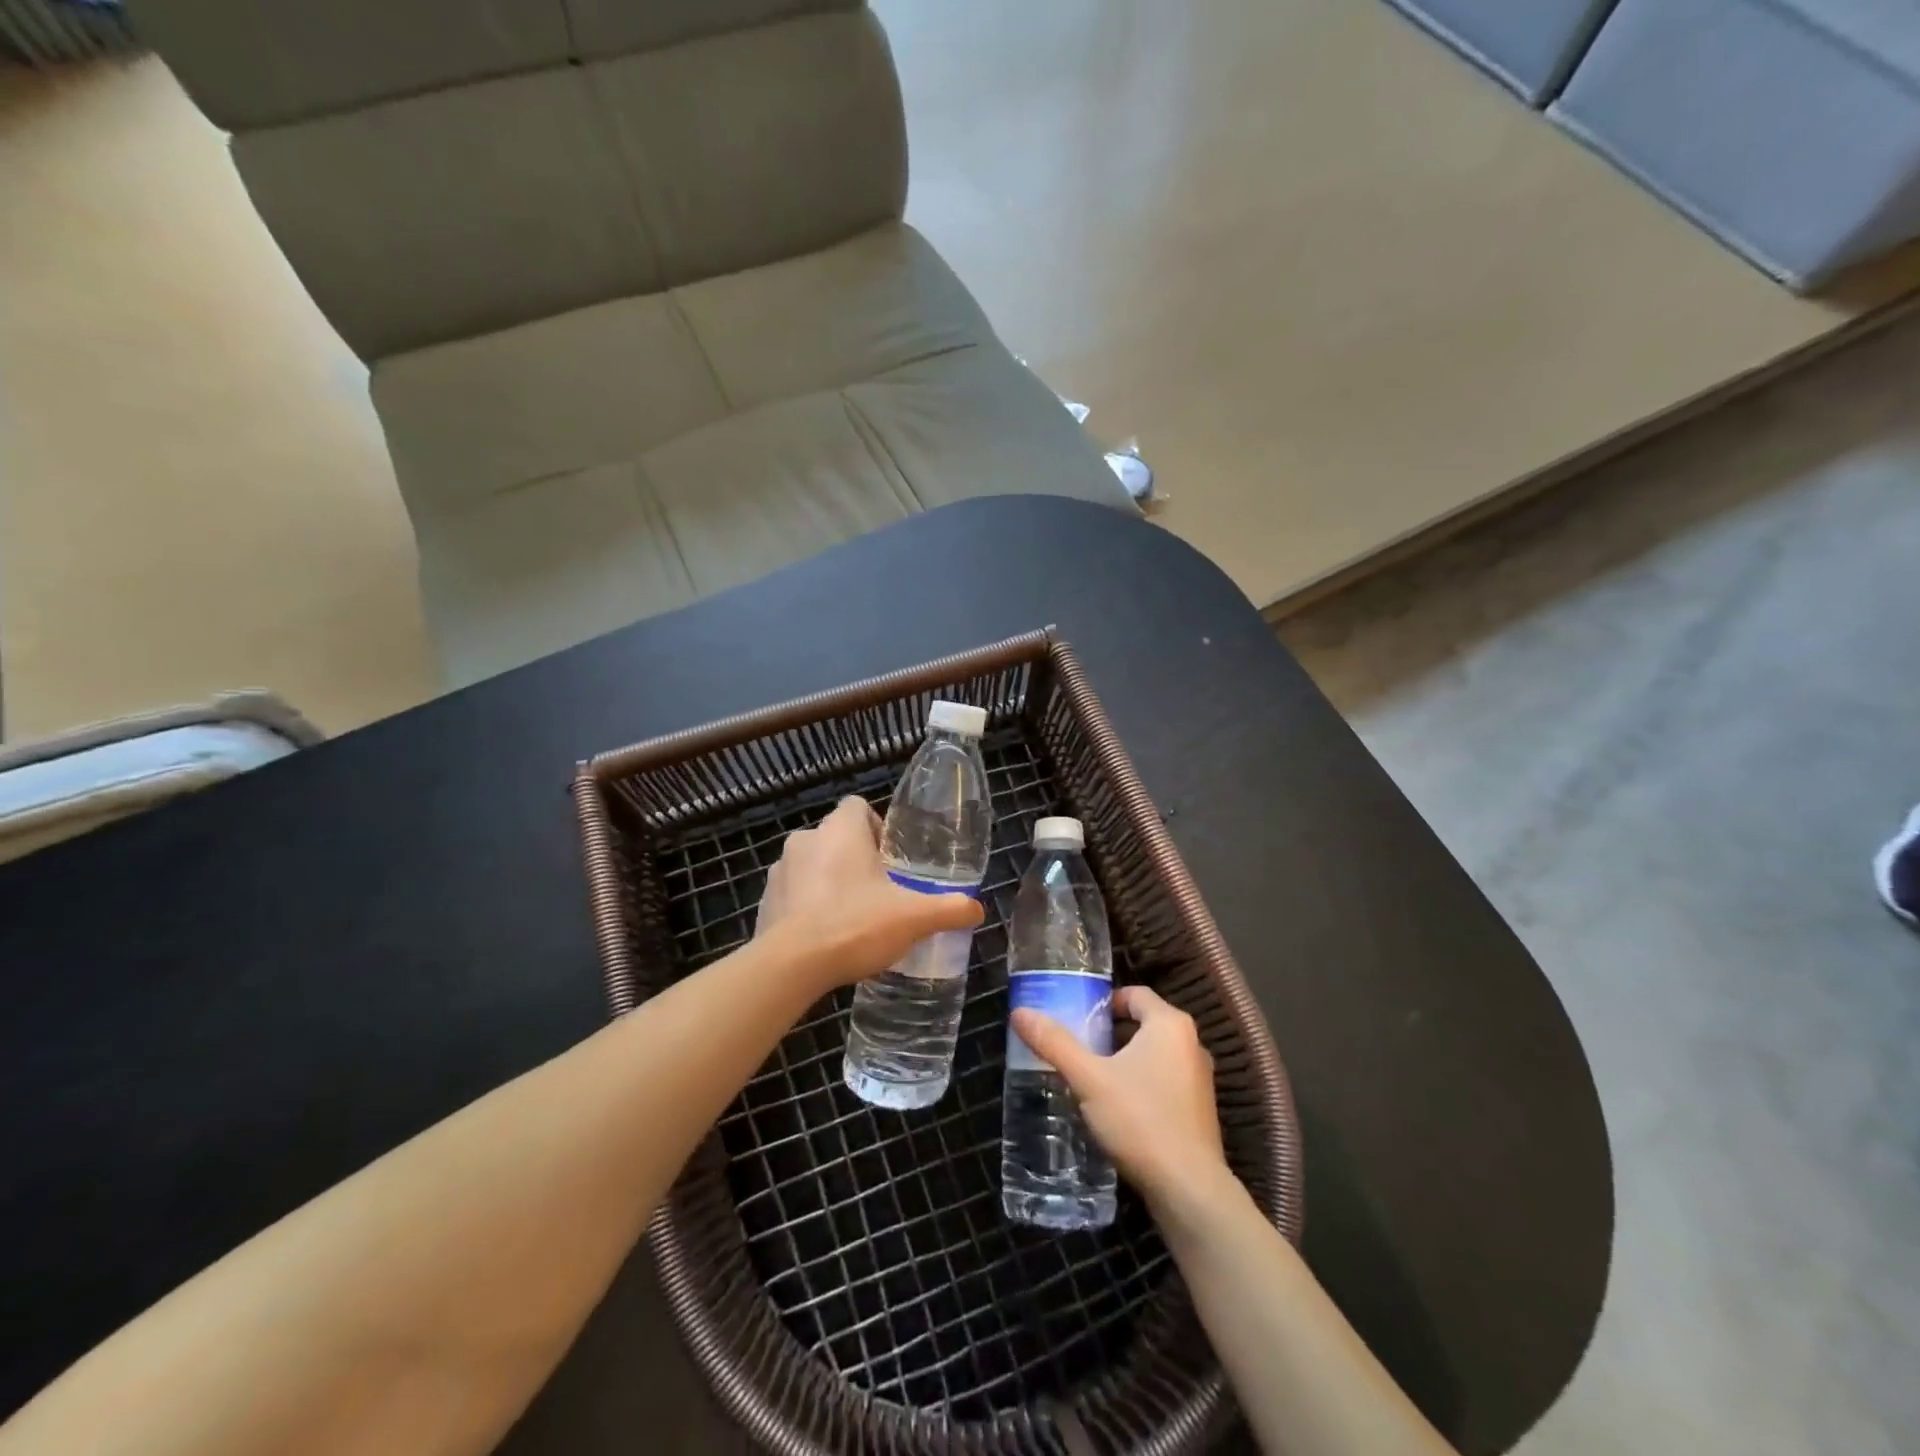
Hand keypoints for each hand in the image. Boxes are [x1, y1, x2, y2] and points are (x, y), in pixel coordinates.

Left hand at [755, 796, 983, 990]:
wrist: (791, 965)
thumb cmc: (855, 925)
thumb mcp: (913, 918)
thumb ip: (949, 909)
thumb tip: (976, 908)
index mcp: (841, 830)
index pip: (857, 806)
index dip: (876, 827)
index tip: (891, 859)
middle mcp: (806, 840)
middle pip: (836, 837)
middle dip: (856, 859)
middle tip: (879, 892)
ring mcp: (780, 870)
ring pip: (812, 865)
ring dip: (829, 881)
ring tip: (851, 918)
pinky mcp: (765, 901)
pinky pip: (792, 894)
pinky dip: (806, 907)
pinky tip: (824, 937)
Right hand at [1010, 985, 1230, 1211]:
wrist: (1189, 1191)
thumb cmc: (1140, 1120)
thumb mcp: (1089, 1079)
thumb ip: (1055, 1043)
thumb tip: (1020, 1012)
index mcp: (1170, 1024)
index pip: (1134, 994)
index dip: (1103, 1001)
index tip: (1076, 1017)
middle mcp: (1191, 1043)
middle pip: (1143, 1023)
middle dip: (1109, 1032)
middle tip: (1076, 1045)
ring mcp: (1199, 1078)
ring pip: (1154, 1053)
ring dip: (1124, 1059)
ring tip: (1090, 1076)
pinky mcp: (1199, 1109)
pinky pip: (1164, 1080)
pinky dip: (1140, 1083)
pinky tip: (1116, 1107)